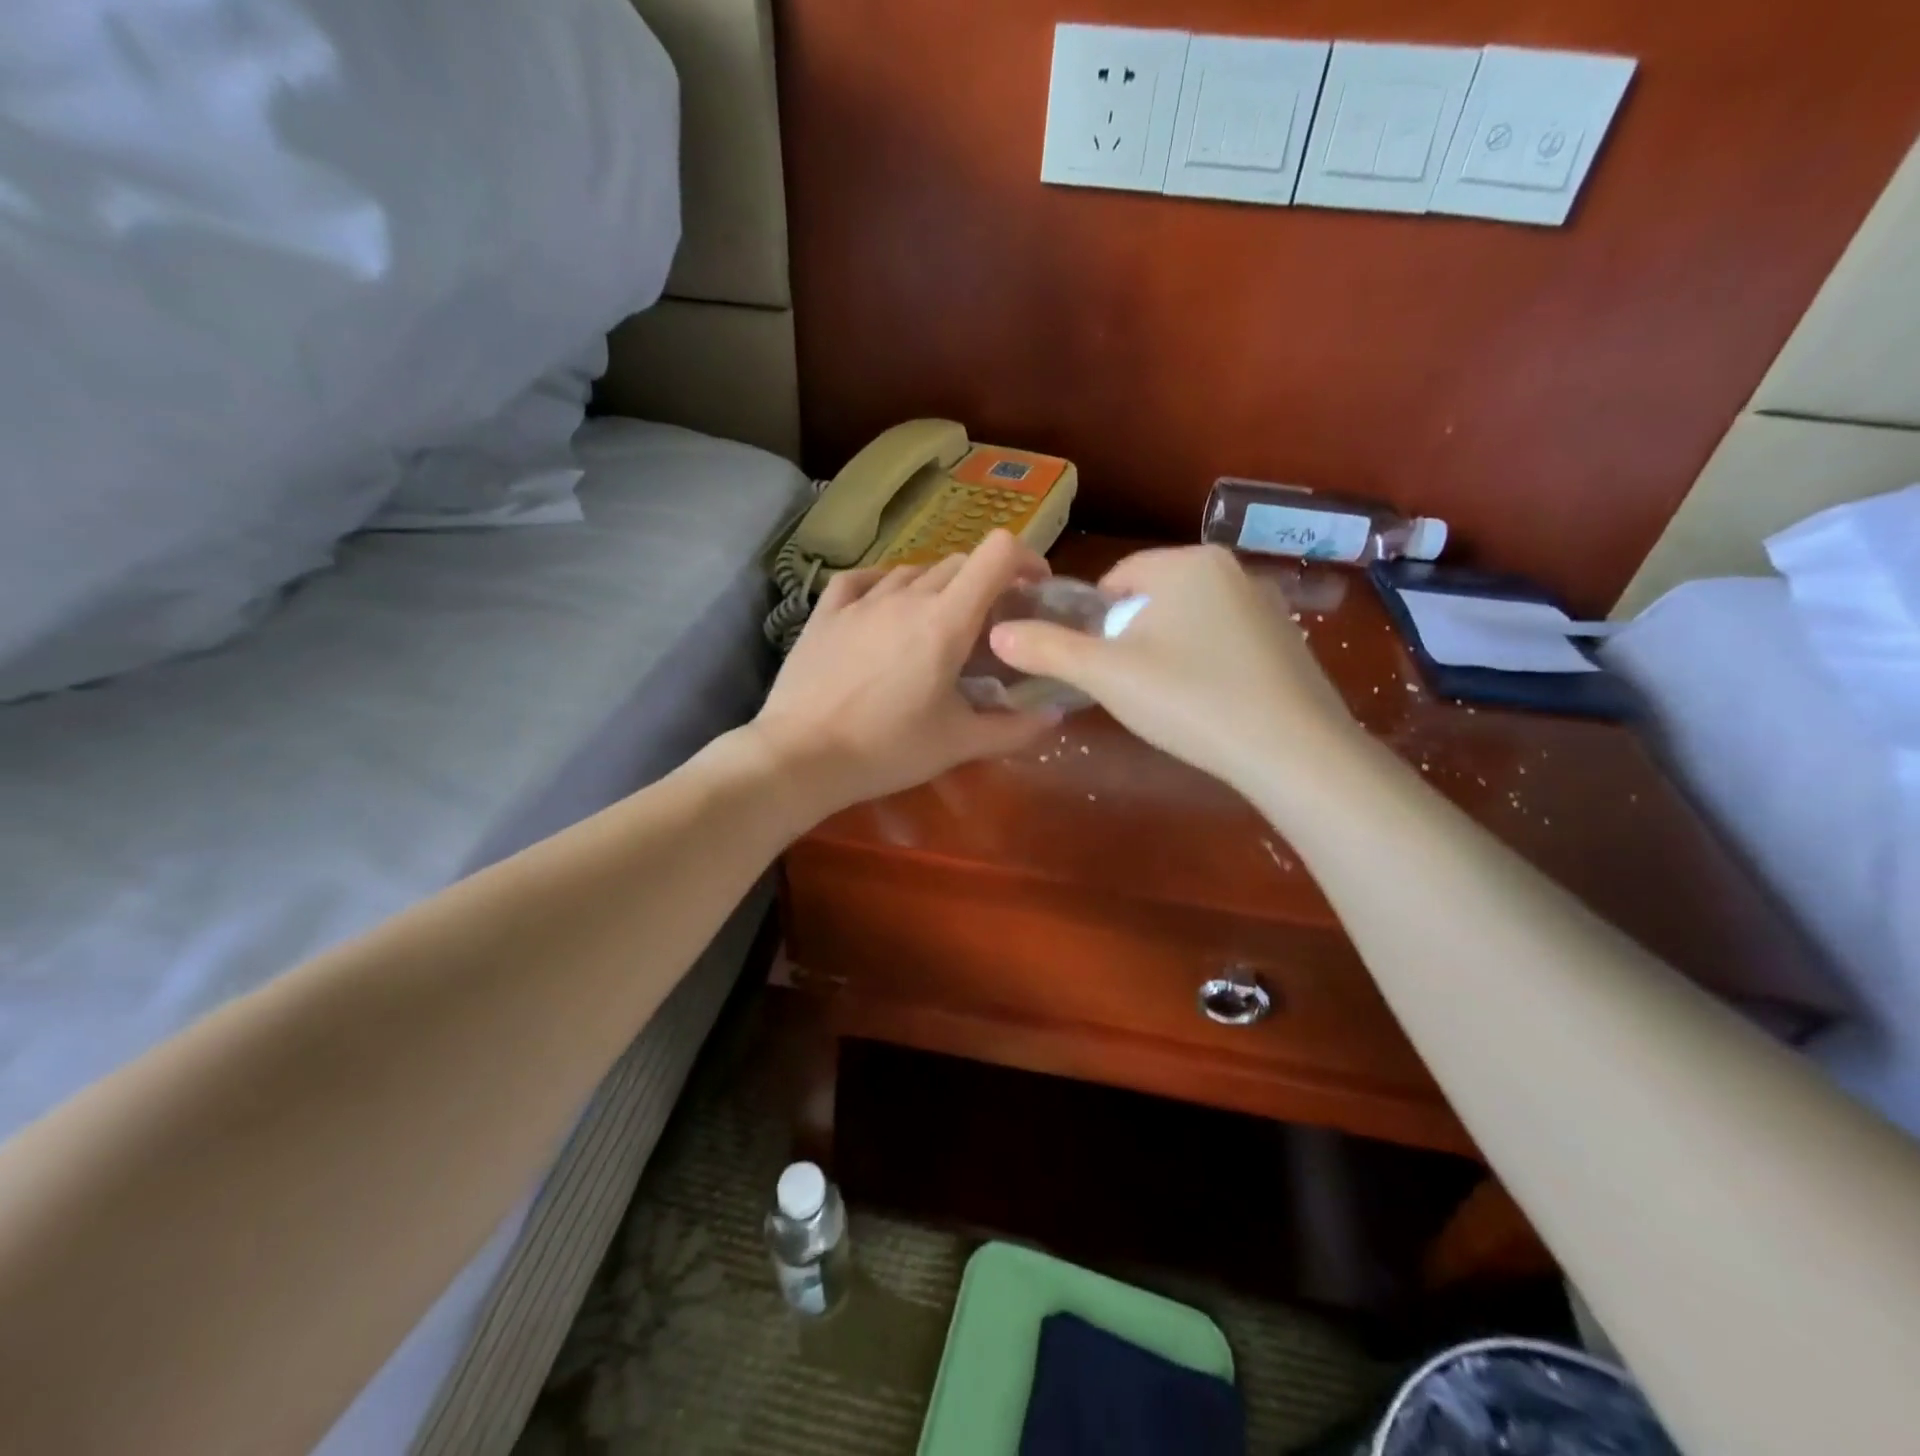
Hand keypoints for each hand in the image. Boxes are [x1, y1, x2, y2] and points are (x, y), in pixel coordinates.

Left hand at [748, 531, 1057, 821]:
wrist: (801, 756)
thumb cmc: (887, 750)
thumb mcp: (958, 744)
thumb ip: (1014, 728)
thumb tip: (1055, 715)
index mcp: (946, 621)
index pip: (997, 554)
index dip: (1025, 558)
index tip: (1035, 587)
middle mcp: (906, 596)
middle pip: (959, 563)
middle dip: (986, 583)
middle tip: (991, 622)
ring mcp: (862, 600)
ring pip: (914, 571)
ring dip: (939, 587)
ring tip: (940, 622)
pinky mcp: (826, 612)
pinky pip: (864, 579)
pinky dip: (887, 584)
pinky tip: (887, 604)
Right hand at [988, 545, 1362, 795]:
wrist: (1292, 750)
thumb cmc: (1189, 699)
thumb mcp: (1107, 676)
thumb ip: (1048, 649)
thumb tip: (997, 633)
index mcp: (1186, 562)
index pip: (1115, 580)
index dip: (1094, 625)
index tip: (1100, 669)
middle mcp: (1230, 568)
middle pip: (1151, 599)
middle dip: (1131, 640)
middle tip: (1133, 689)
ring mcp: (1266, 602)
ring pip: (1187, 620)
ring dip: (1166, 653)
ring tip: (1171, 701)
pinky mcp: (1286, 638)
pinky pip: (1223, 639)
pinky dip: (1205, 664)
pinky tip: (1210, 703)